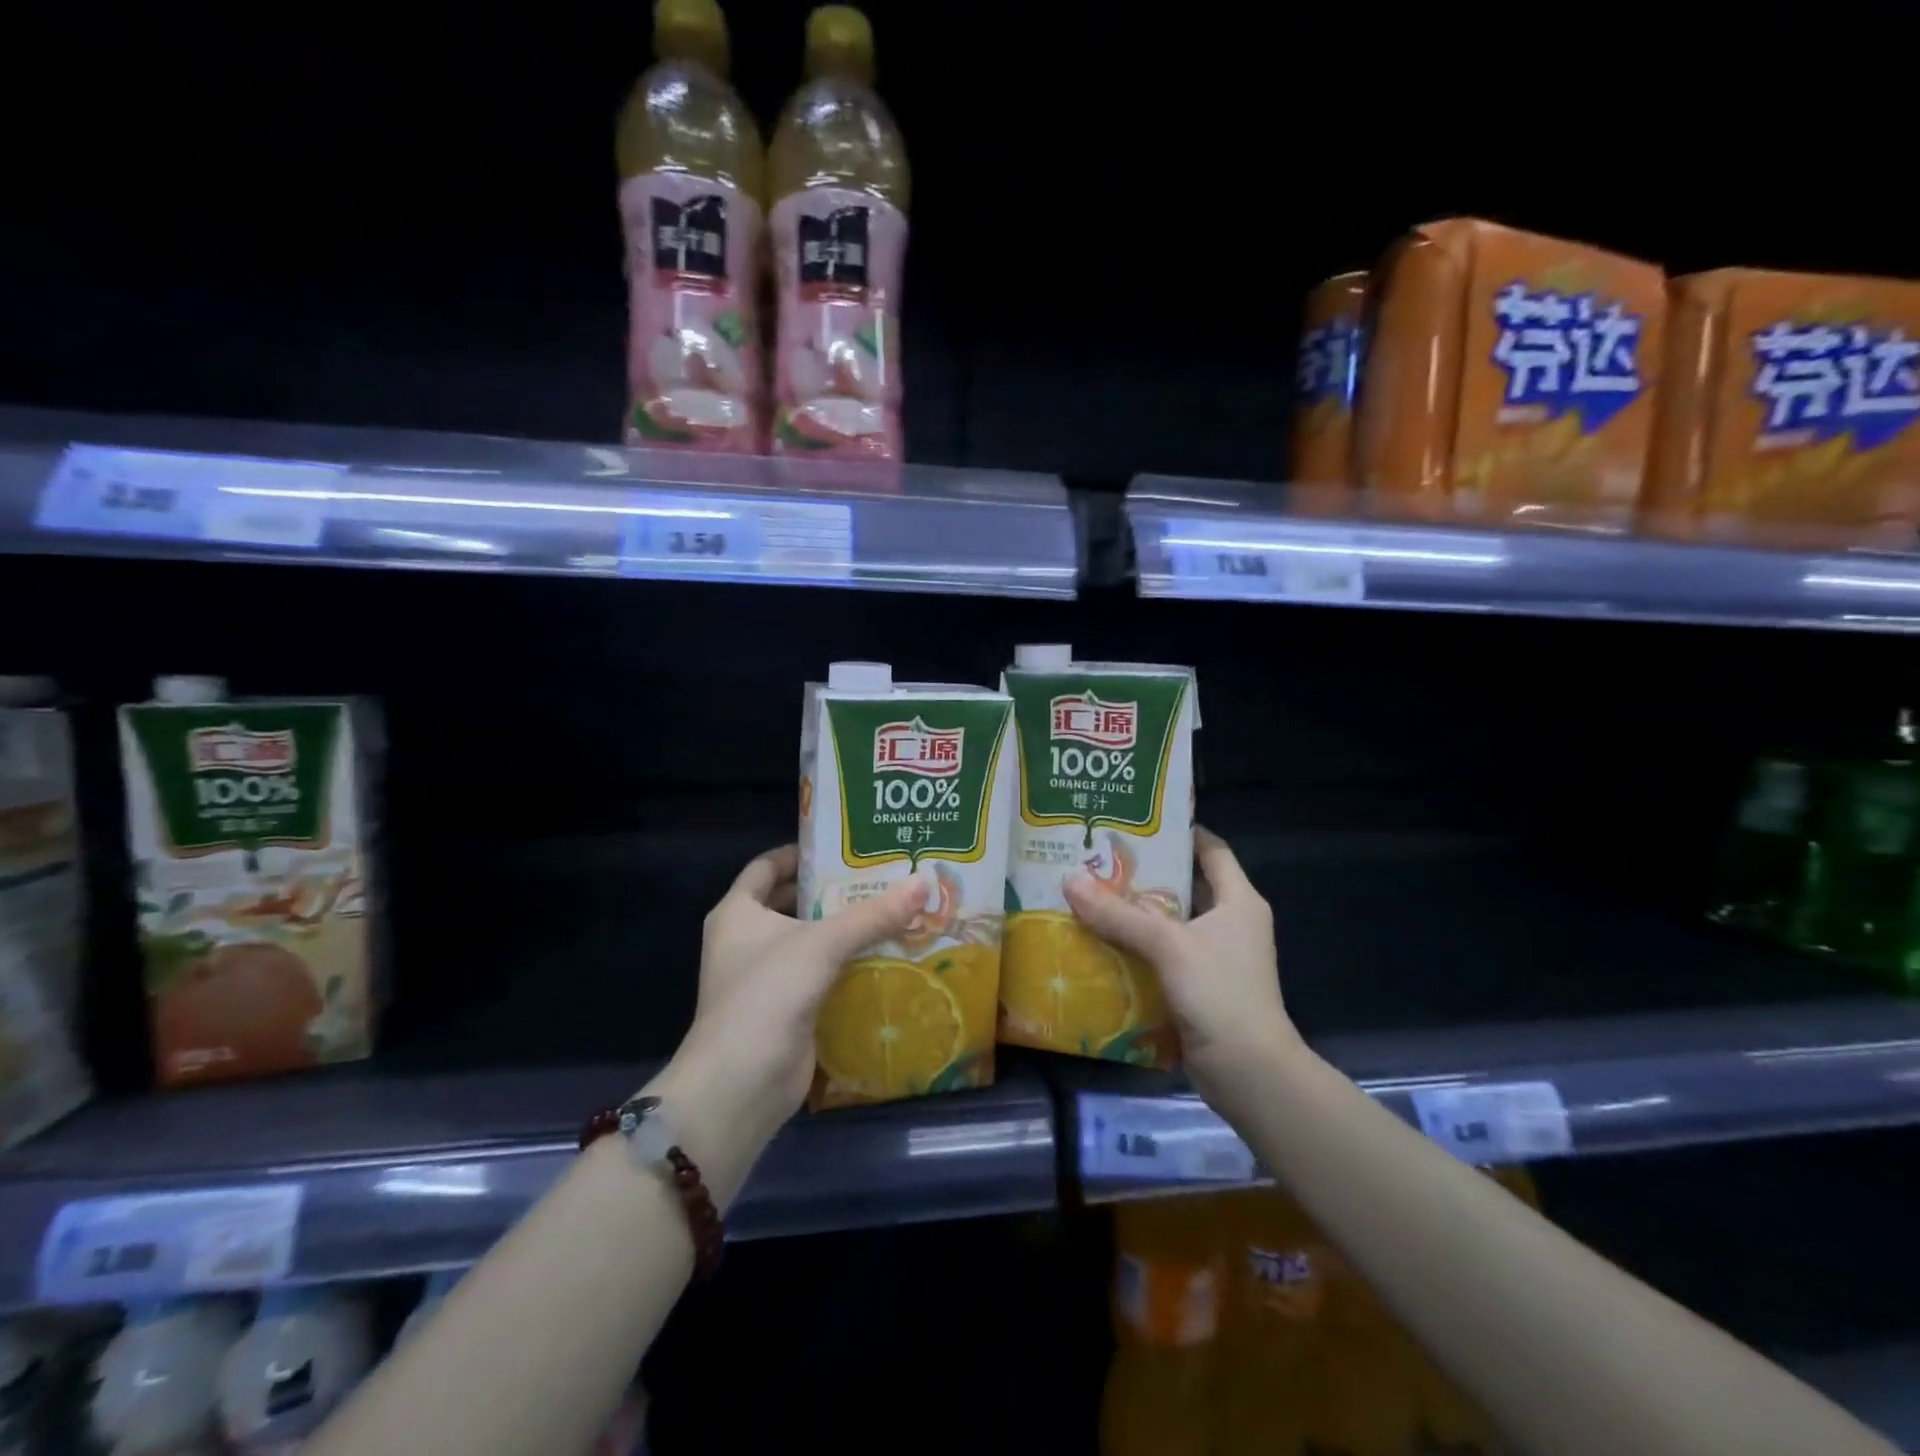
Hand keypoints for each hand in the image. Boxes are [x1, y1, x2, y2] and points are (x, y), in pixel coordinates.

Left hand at [654, 847, 924, 1181]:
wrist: (740, 1086)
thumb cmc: (767, 995)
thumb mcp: (821, 944)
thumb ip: (873, 914)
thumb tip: (923, 881)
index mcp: (738, 912)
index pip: (767, 866)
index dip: (801, 852)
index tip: (843, 845)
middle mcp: (747, 939)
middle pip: (792, 902)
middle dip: (832, 891)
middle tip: (881, 876)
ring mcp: (766, 977)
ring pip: (810, 940)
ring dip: (844, 929)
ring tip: (893, 910)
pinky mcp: (787, 1008)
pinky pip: (821, 974)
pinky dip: (847, 964)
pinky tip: (886, 955)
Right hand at [1064, 827, 1300, 1109]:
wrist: (1249, 1074)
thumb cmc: (1220, 994)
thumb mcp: (1168, 945)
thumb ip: (1119, 914)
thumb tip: (1069, 880)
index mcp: (1238, 900)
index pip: (1210, 849)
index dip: (1179, 830)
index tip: (1137, 819)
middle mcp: (1230, 922)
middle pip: (1183, 884)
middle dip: (1143, 872)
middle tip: (1098, 857)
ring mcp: (1214, 956)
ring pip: (1169, 921)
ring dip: (1134, 912)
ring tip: (1089, 893)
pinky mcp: (1197, 986)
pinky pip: (1161, 954)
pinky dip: (1135, 946)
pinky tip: (1099, 940)